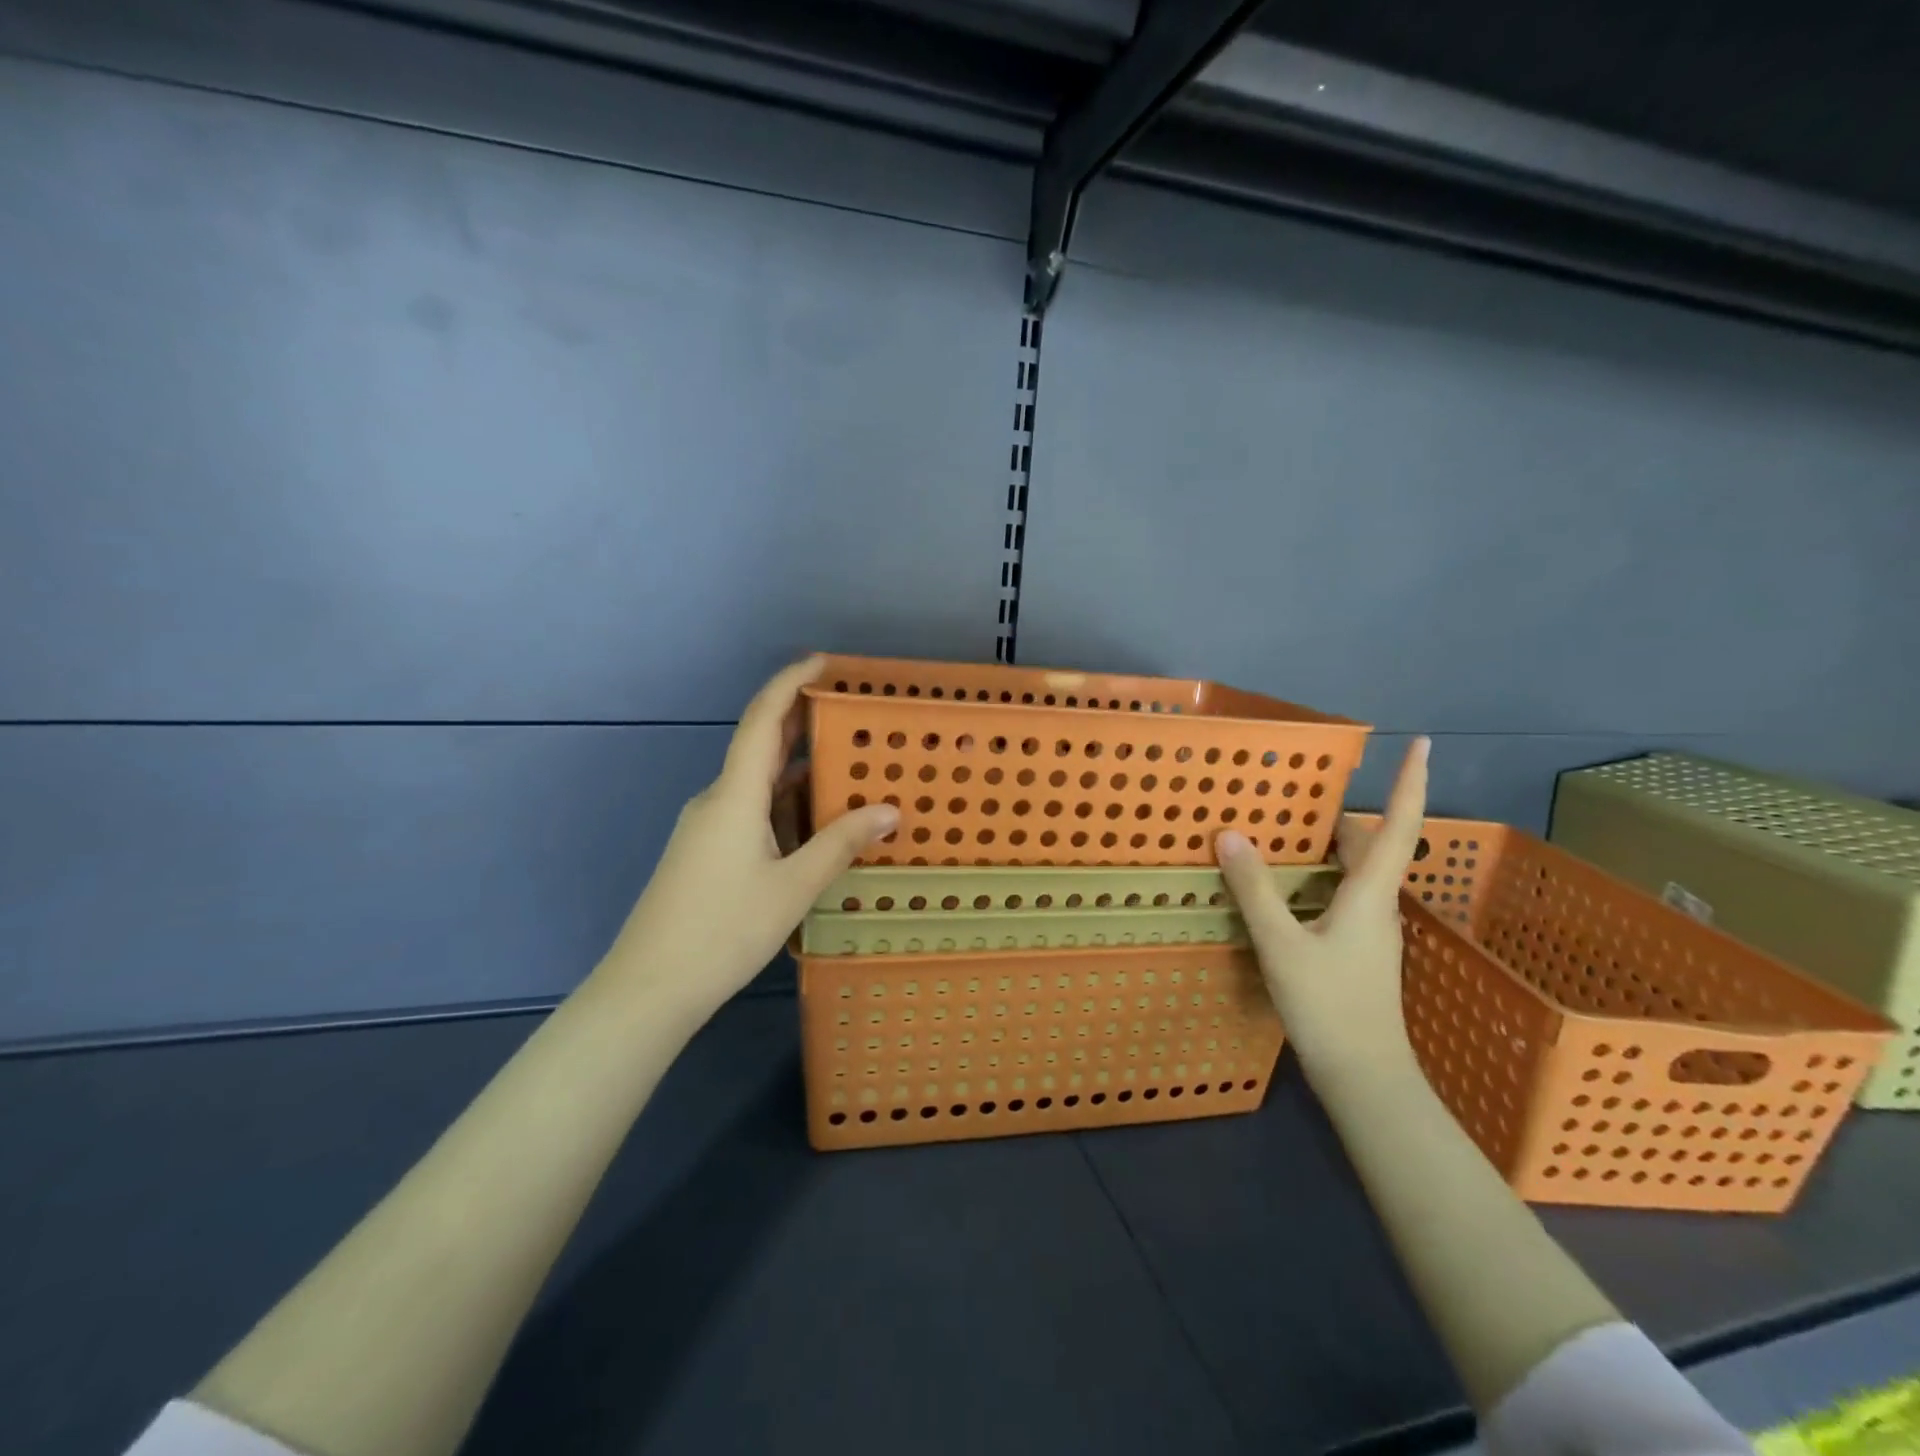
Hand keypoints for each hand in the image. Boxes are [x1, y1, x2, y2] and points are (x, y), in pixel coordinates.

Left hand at [598, 657, 899, 1017]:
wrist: (649, 988)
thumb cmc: (722, 930)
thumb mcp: (792, 888)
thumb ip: (840, 844)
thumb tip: (889, 811)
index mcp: (734, 795)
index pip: (763, 719)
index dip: (790, 682)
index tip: (823, 661)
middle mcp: (717, 799)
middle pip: (761, 745)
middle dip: (803, 723)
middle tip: (851, 714)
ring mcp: (707, 826)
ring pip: (758, 784)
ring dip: (799, 773)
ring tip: (848, 770)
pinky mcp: (705, 851)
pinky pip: (751, 811)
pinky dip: (785, 806)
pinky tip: (815, 824)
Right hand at [1215, 737, 1429, 1088]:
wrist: (1364, 1076)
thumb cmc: (1329, 1006)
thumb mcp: (1281, 944)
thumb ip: (1255, 889)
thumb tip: (1230, 834)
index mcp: (1371, 894)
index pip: (1398, 826)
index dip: (1410, 782)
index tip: (1420, 743)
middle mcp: (1379, 905)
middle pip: (1372, 845)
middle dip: (1345, 812)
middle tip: (1306, 788)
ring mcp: (1371, 930)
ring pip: (1356, 872)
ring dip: (1331, 844)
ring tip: (1286, 827)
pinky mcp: (1358, 950)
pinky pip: (1343, 894)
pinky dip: (1320, 874)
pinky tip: (1286, 884)